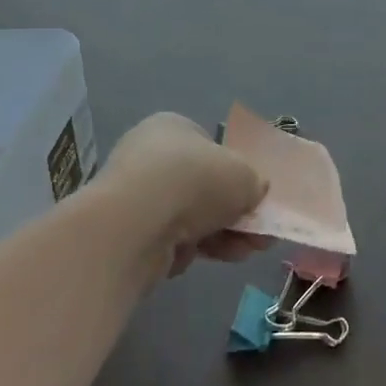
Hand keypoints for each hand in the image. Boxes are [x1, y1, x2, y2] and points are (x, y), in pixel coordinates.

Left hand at [101, 113, 269, 275]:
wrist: (136, 224)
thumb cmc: (194, 181)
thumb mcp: (244, 174)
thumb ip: (254, 182)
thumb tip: (254, 191)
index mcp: (173, 127)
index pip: (210, 147)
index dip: (236, 173)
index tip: (256, 197)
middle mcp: (149, 156)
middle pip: (203, 187)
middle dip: (234, 213)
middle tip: (259, 234)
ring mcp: (135, 195)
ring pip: (189, 217)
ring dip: (221, 235)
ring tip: (247, 251)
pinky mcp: (127, 233)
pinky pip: (168, 240)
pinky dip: (189, 250)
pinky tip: (206, 258)